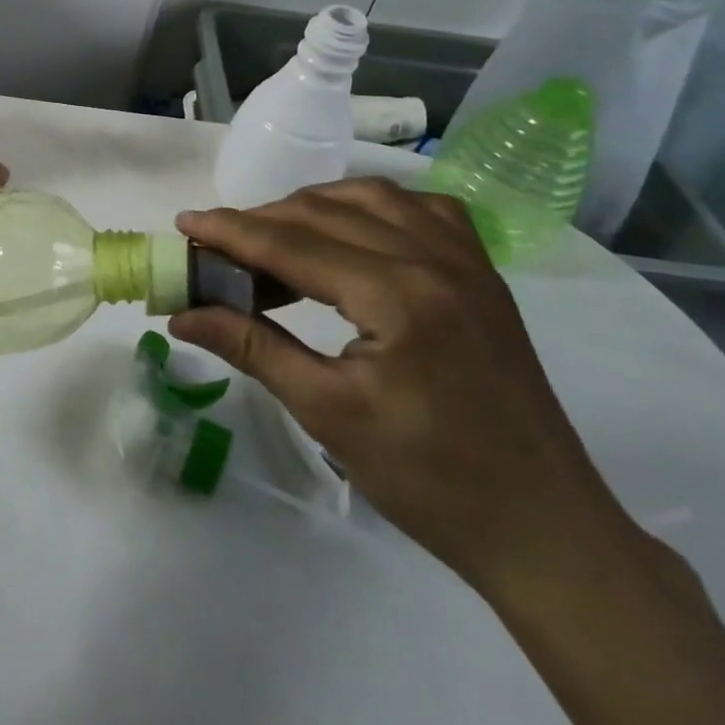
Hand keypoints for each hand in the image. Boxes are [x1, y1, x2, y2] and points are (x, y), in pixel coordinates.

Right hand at [172, 179, 632, 591]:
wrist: (542, 527)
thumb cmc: (428, 478)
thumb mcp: (327, 412)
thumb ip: (251, 347)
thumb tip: (182, 313)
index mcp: (399, 295)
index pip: (292, 243)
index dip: (230, 231)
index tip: (183, 223)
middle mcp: (435, 259)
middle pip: (325, 213)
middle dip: (261, 221)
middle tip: (216, 246)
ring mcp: (467, 261)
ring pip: (372, 198)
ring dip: (312, 207)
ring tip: (272, 236)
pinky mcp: (483, 274)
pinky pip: (421, 209)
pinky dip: (372, 206)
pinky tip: (350, 230)